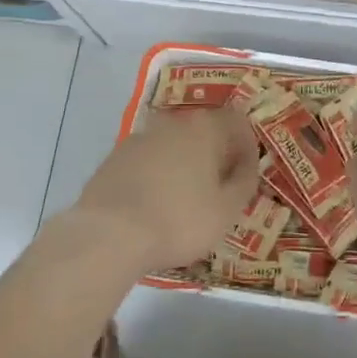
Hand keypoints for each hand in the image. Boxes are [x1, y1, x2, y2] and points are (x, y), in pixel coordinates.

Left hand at [57, 107, 256, 275]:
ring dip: (185, 164)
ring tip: (185, 200)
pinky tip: (154, 204)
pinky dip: (157, 175)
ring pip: (174, 145)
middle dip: (215, 155)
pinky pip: (148, 160)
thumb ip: (244, 183)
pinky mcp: (114, 157)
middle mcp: (173, 122)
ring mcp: (140, 138)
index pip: (238, 123)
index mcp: (205, 128)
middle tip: (218, 189)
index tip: (246, 176)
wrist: (108, 235)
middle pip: (204, 131)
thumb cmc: (179, 220)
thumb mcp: (226, 210)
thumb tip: (246, 167)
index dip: (247, 148)